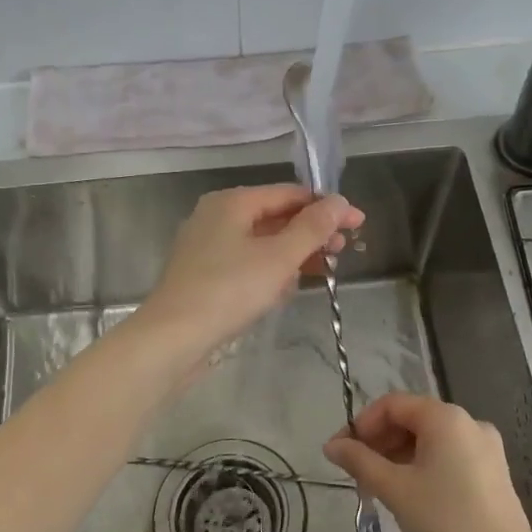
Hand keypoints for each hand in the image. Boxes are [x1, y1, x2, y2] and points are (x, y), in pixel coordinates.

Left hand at [134, 184, 362, 362]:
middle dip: (311, 232)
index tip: (358, 223)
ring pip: (262, 242)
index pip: (289, 194)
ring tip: (324, 270)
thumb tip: (339, 202)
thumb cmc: (229, 290)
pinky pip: (247, 262)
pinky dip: (271, 270)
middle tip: (344, 251)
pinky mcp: (204, 274)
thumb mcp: (279, 257)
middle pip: (275, 216)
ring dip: (294, 253)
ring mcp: (207, 246)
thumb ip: (312, 228)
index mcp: (232, 202)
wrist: (173, 338)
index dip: (326, 207)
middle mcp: (216, 216)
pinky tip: (287, 288)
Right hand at [324, 393, 531, 531]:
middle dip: (379, 441)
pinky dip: (422, 465)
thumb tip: (331, 445)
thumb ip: (360, 461)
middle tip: (357, 472)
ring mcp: (485, 446)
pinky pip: (448, 455)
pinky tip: (409, 492)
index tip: (342, 452)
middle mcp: (468, 422)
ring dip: (398, 455)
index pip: (392, 405)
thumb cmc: (445, 520)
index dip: (362, 424)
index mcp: (445, 418)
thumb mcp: (395, 489)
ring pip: (429, 439)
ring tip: (378, 486)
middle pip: (412, 419)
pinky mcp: (492, 469)